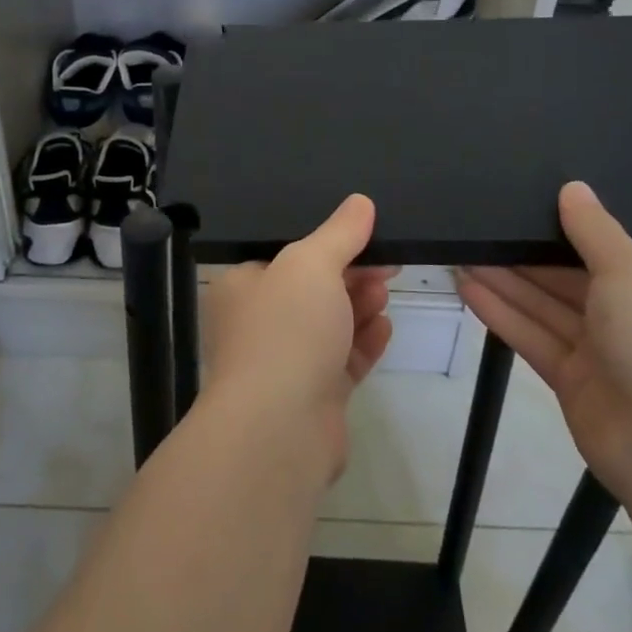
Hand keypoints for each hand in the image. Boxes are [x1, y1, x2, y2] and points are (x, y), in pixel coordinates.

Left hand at [203, 194, 395, 481]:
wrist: (279, 429)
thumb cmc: (285, 330)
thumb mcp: (311, 264)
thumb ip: (339, 232)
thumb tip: (360, 202)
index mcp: (242, 287)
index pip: (285, 255)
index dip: (328, 243)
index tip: (366, 234)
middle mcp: (258, 324)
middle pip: (312, 289)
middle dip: (351, 275)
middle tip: (388, 263)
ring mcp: (284, 363)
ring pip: (329, 325)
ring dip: (360, 306)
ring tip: (386, 291)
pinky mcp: (312, 397)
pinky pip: (343, 361)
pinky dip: (364, 343)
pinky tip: (386, 329)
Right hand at [456, 182, 631, 499]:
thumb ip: (595, 231)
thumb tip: (572, 187)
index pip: (612, 247)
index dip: (569, 226)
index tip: (527, 200)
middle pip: (570, 276)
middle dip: (525, 254)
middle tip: (479, 224)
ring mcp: (603, 351)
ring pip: (546, 306)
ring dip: (506, 281)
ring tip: (460, 251)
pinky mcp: (573, 380)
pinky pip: (534, 336)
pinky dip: (502, 314)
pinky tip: (467, 288)